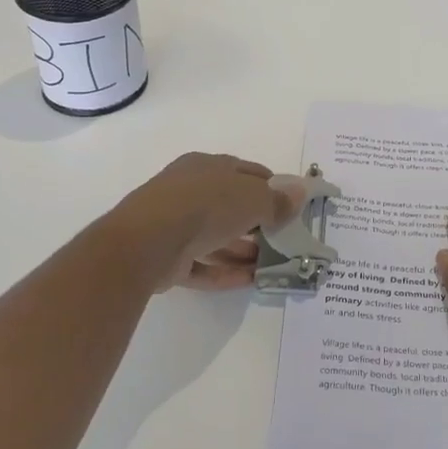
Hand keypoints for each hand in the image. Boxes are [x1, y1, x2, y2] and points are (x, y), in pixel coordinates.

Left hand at [107, 153, 306, 289]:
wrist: (147, 242)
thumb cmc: (205, 206)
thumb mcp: (252, 198)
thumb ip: (277, 200)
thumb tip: (300, 194)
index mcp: (207, 166)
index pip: (246, 172)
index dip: (271, 187)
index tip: (291, 206)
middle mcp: (189, 191)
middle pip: (230, 205)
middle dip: (257, 222)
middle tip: (283, 239)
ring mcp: (175, 224)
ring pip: (216, 236)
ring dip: (243, 250)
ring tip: (271, 264)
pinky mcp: (167, 257)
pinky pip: (202, 264)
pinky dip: (225, 272)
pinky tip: (250, 281)